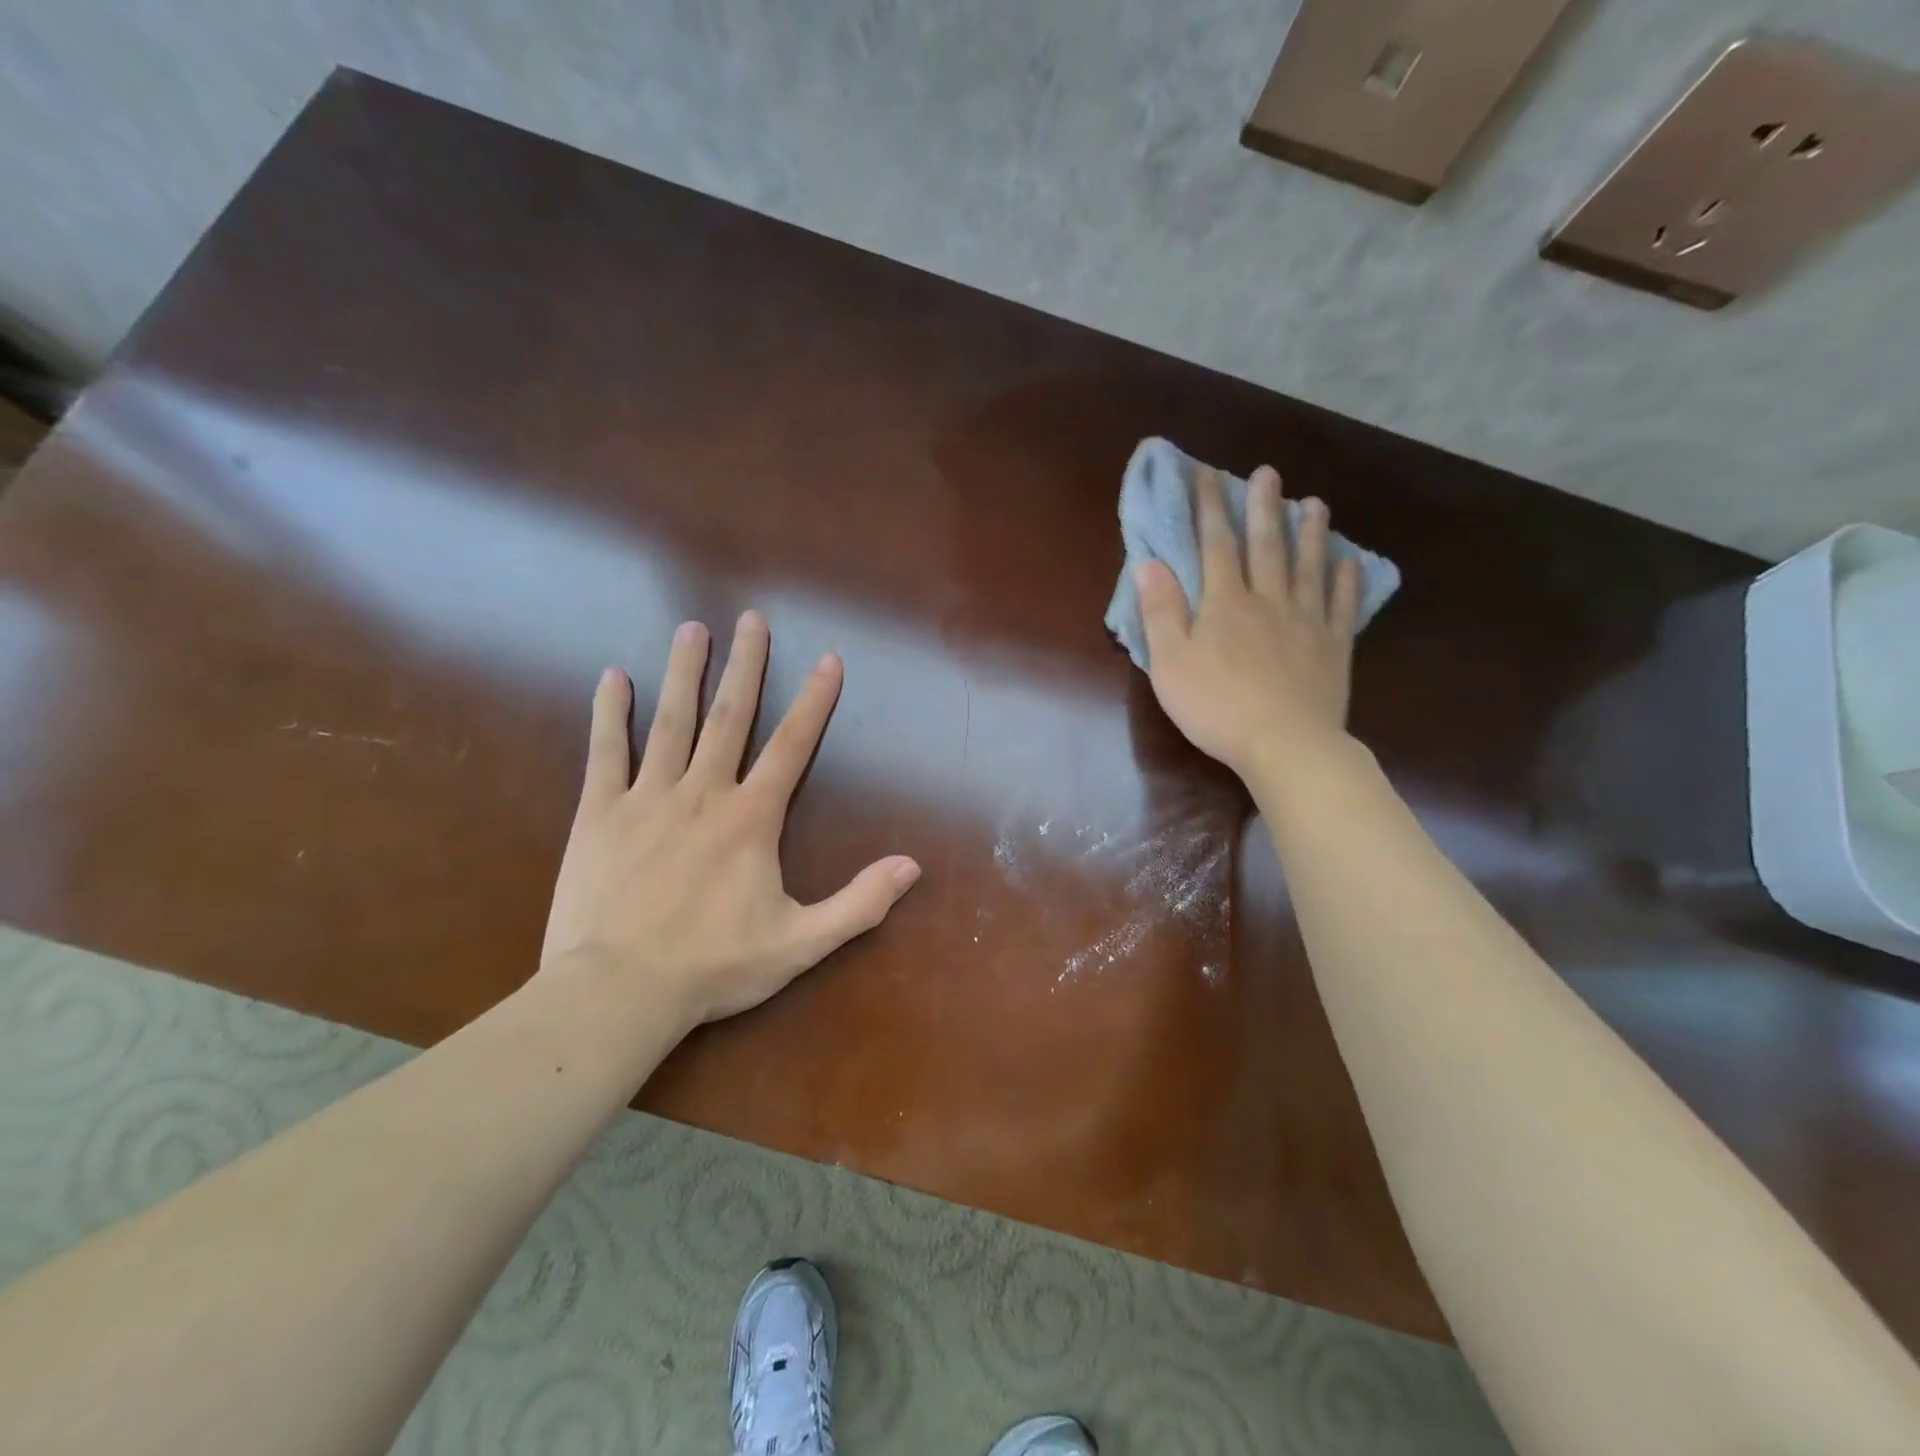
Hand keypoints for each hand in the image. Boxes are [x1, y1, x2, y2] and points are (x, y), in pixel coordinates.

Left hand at [539, 611, 920, 1028]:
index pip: (792, 746)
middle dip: (746, 666)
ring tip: (692, 629)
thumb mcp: (801, 944)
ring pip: (670, 722)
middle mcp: (703, 793)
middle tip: (752, 618)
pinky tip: (613, 677)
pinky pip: (605, 752)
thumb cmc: (714, 966)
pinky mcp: (599, 814)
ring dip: (685, 673)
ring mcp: (647, 798)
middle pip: (730, 717)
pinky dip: (610, 713)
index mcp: (751, 819)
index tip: (828, 658)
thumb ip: (859, 903)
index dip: (815, 701)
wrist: (618, 992)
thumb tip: (913, 866)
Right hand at [1138, 466, 1362, 785]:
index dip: (1210, 509)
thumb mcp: (1169, 663)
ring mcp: (1306, 622)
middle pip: (1266, 546)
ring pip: (1309, 567)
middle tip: (1269, 473)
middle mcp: (1268, 601)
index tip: (1208, 477)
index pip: (1215, 546)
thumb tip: (1149, 563)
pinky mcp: (1334, 647)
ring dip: (1310, 533)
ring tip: (1314, 503)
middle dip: (1263, 507)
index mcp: (1225, 604)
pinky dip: (1346, 580)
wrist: (1284, 744)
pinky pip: (1342, 605)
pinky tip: (1348, 561)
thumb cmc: (1216, 707)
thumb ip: (1160, 612)